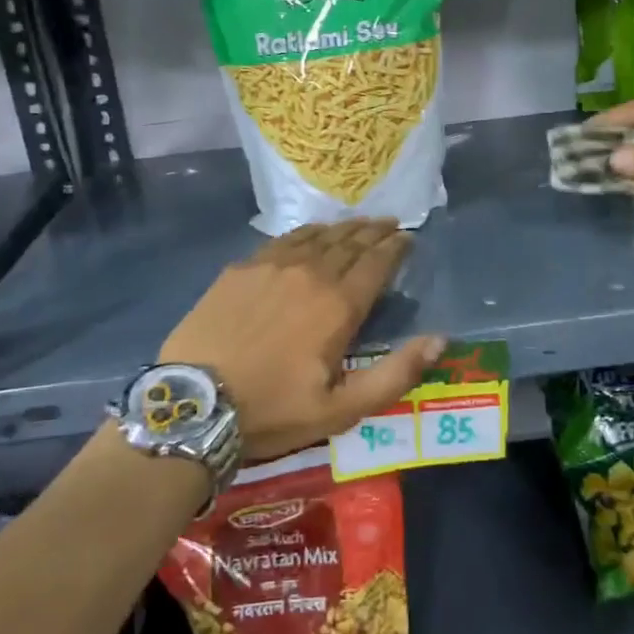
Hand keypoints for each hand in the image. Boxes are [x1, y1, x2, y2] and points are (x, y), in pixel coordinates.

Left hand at [158, 218, 446, 460]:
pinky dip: (306, 232)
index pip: (376, 263)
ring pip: (318, 236)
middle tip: (390, 223)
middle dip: (374, 231)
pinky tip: (310, 233)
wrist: (194, 404)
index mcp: (338, 305)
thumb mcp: (342, 408)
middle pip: (350, 242)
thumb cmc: (273, 410)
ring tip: (358, 223)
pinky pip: (284, 239)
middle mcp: (310, 273)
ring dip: (344, 228)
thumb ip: (395, 374)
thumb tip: (439, 339)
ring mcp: (272, 265)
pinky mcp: (242, 268)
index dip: (395, 248)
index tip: (408, 238)